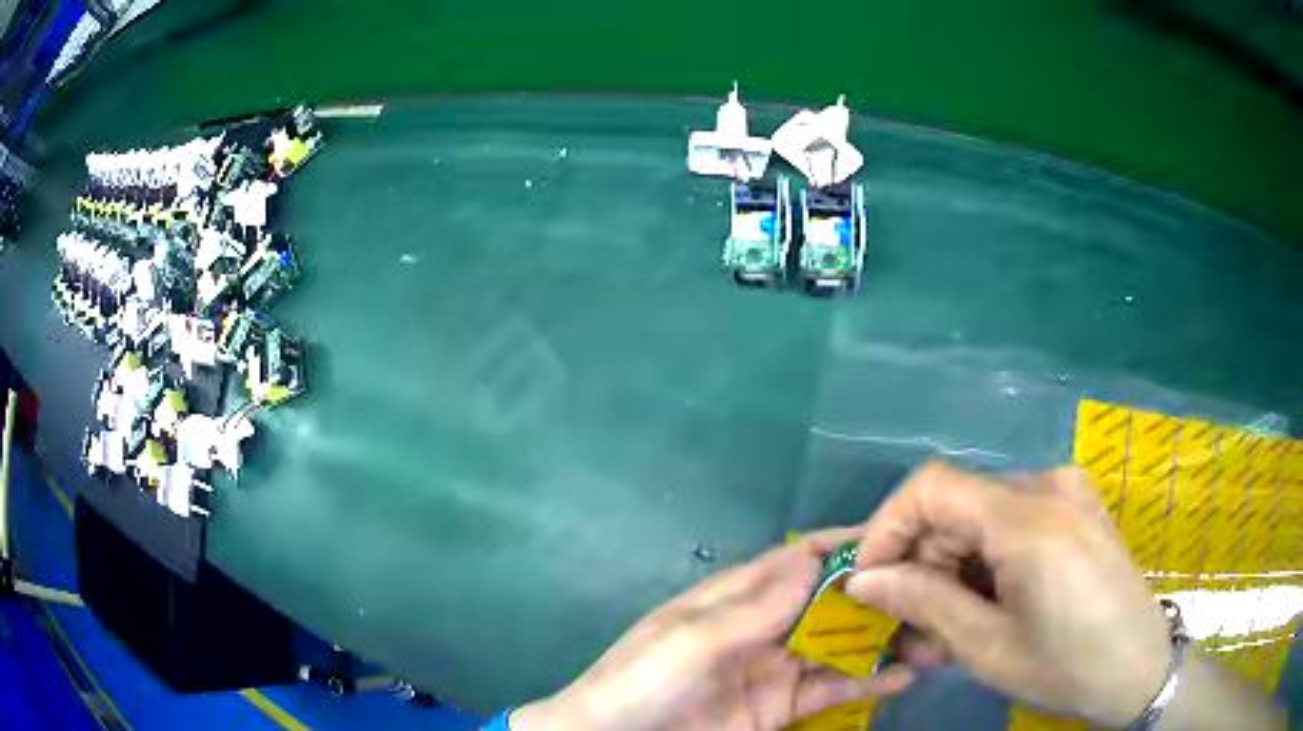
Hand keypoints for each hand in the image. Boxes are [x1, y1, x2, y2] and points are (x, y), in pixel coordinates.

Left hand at [512, 529, 914, 730]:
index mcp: (735, 599)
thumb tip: (810, 555)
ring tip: (934, 634)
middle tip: (933, 591)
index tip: (899, 535)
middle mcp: (763, 628)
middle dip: (877, 596)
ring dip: (882, 639)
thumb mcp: (692, 641)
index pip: (798, 560)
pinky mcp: (781, 708)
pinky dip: (868, 682)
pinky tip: (905, 677)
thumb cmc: (645, 683)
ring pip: (839, 646)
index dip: (845, 546)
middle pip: (829, 603)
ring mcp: (775, 670)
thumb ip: (753, 607)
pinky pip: (831, 690)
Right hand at [844, 461, 1172, 725]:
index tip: (868, 580)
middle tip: (908, 625)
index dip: (887, 527)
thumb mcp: (987, 647)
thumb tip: (864, 580)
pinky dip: (986, 562)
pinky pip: (1014, 522)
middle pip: (958, 506)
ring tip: (945, 629)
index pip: (932, 487)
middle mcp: (1049, 486)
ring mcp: (1068, 493)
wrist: (1139, 668)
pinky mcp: (1077, 509)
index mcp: (1029, 518)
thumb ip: (924, 603)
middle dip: (922, 563)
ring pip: (983, 517)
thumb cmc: (1066, 667)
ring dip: (953, 569)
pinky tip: (986, 606)